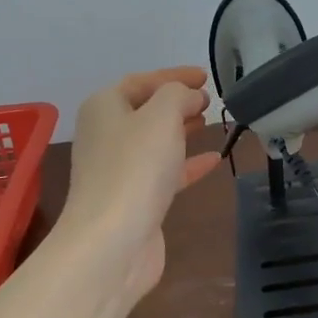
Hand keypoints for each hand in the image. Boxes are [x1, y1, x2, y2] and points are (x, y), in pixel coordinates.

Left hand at [59, 66, 221, 301]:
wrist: (112, 242)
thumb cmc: (134, 168)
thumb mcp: (161, 116)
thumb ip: (178, 95)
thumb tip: (189, 96)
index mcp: (104, 108)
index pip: (141, 81)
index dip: (173, 76)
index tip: (205, 76)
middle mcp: (105, 136)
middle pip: (145, 111)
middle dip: (177, 103)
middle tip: (210, 101)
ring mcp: (118, 171)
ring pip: (154, 142)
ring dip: (182, 132)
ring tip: (212, 123)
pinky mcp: (133, 200)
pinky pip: (163, 173)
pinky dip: (187, 164)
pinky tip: (214, 160)